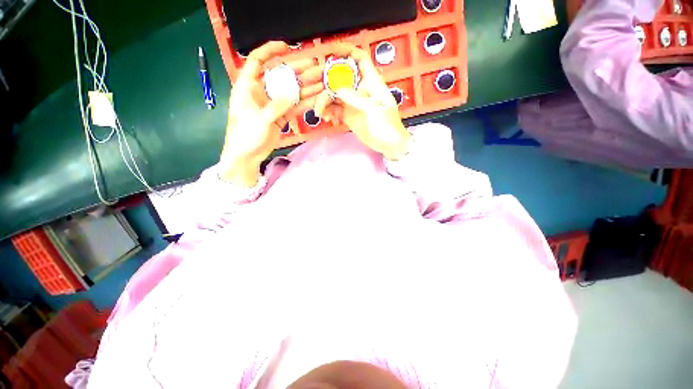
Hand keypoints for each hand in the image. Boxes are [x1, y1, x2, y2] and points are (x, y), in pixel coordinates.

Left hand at [220, 41, 323, 186]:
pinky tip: (315, 99)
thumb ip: (276, 105)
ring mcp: (272, 104)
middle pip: (280, 76)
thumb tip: (291, 94)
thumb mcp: (261, 119)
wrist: (247, 155)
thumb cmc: (246, 135)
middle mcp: (261, 92)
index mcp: (248, 86)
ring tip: (320, 82)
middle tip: (314, 67)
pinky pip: (293, 107)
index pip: (257, 61)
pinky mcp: (279, 116)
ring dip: (305, 87)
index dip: (270, 51)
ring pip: (290, 92)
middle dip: (297, 70)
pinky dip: (303, 104)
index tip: (286, 47)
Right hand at [314, 43, 409, 160]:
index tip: (331, 51)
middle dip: (326, 80)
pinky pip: (335, 109)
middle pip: (340, 77)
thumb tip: (336, 87)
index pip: (359, 59)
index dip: (346, 51)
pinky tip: (327, 118)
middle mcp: (360, 90)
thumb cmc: (386, 125)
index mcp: (371, 82)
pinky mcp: (349, 115)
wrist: (387, 144)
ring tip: (320, 112)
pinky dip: (329, 111)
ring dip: (324, 101)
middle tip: (314, 87)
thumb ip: (354, 97)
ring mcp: (353, 103)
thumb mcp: (372, 109)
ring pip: (335, 94)